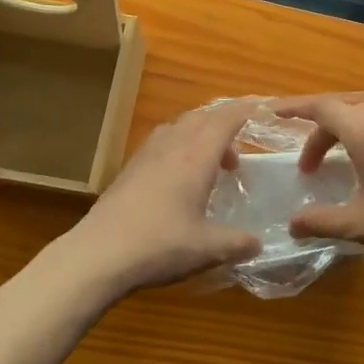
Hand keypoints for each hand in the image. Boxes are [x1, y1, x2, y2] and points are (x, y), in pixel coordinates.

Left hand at [56, 101, 262, 298]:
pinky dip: (181, 148)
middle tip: (242, 146)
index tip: (266, 108)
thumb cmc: (159, 246)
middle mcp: (172, 146)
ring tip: (214, 164)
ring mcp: (146, 155)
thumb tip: (258, 244)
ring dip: (201, 135)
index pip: (226, 118)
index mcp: (196, 156)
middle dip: (226, 123)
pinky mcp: (129, 169)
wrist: (97, 255)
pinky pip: (163, 142)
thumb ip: (238, 243)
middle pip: (203, 117)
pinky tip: (181, 179)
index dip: (248, 109)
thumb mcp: (208, 249)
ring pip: (180, 127)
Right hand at [274, 95, 363, 258]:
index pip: (321, 107)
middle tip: (310, 166)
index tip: (274, 112)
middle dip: (320, 134)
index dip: (295, 108)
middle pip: (343, 112)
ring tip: (342, 164)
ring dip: (347, 134)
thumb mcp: (359, 222)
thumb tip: (293, 225)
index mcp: (363, 130)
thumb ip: (321, 221)